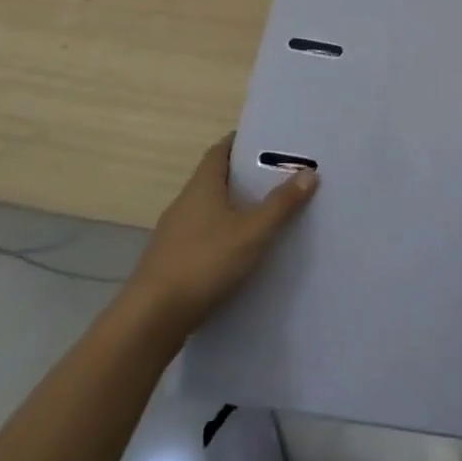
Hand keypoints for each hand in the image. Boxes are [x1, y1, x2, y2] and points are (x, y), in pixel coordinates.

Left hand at [123, 132, 317, 337]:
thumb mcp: (252, 232)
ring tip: (266, 215)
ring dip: (234, 209)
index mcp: (201, 186)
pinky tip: (241, 252)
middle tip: (279, 178)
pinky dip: (223, 235)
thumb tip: (309, 173)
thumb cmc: (204, 262)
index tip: (268, 142)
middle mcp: (184, 203)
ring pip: (209, 210)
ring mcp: (175, 233)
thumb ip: (281, 204)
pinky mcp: (172, 261)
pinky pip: (203, 236)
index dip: (241, 143)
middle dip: (244, 177)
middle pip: (216, 179)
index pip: (220, 151)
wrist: (152, 319)